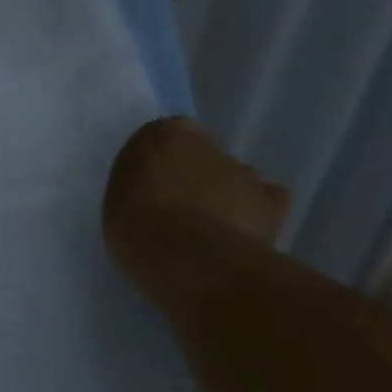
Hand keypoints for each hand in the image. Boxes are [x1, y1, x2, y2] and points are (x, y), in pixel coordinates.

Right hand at [103, 118, 290, 295]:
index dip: (167, 158)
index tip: (159, 185)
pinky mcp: (269, 205)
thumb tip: (159, 191)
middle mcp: (207, 144)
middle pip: (205, 155)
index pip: (170, 133)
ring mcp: (242, 173)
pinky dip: (264, 210)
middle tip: (184, 210)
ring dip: (229, 194)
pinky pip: (272, 200)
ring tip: (215, 229)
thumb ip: (141, 184)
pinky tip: (251, 230)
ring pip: (237, 177)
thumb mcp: (119, 198)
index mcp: (164, 134)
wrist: (184, 258)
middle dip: (199, 176)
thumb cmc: (135, 225)